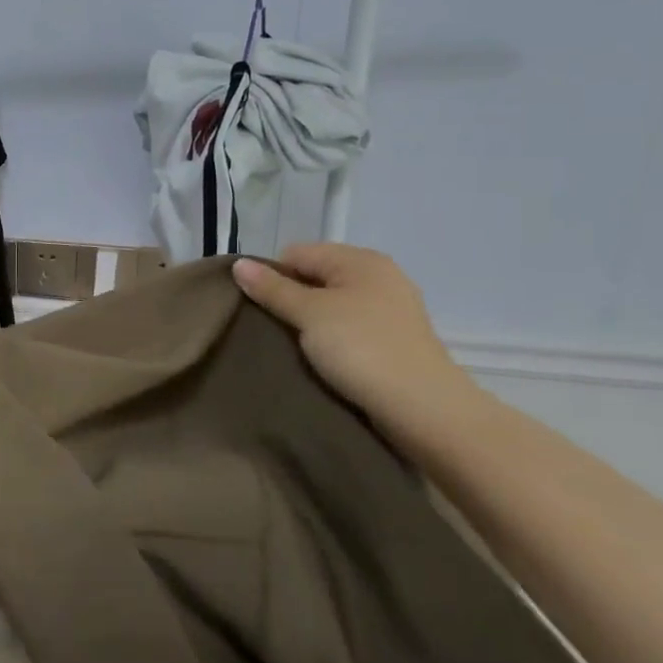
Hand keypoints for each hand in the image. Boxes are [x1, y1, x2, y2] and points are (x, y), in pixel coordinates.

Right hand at [233, 244, 480, 441]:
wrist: (423, 409)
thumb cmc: (361, 349)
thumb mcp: (308, 314)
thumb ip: (272, 288)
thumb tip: (238, 264)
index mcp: (360, 260)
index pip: (296, 253)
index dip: (272, 276)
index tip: (262, 308)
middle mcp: (379, 276)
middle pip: (314, 277)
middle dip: (290, 299)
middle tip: (275, 327)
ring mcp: (390, 308)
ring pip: (330, 304)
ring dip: (309, 321)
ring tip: (294, 345)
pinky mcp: (393, 339)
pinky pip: (348, 326)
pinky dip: (331, 337)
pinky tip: (322, 357)